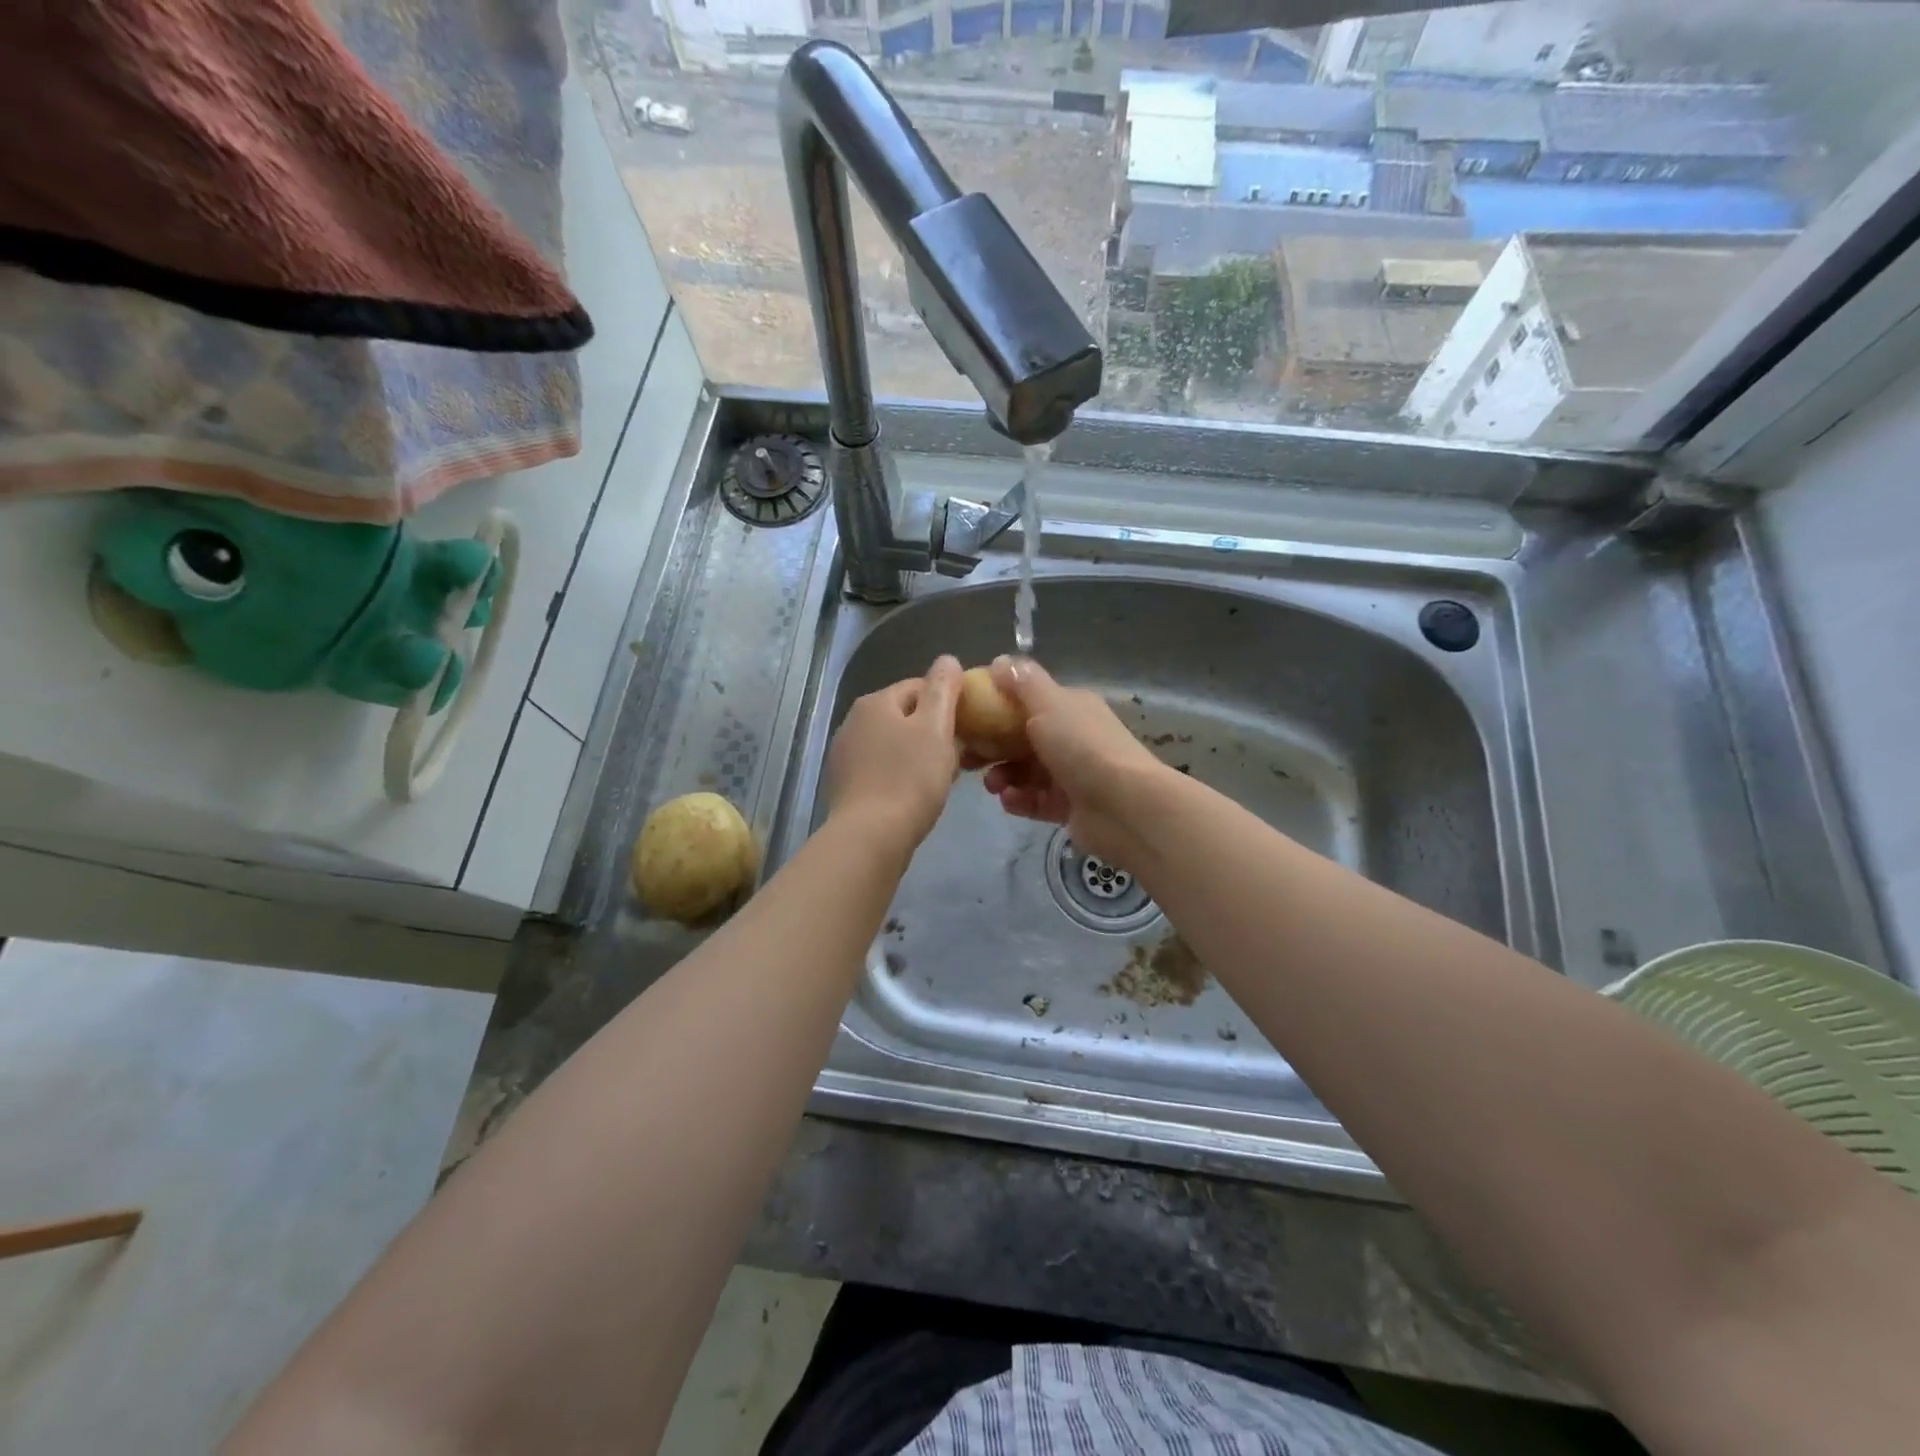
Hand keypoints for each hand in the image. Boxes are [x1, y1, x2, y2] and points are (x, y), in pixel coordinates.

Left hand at [824, 655, 962, 854]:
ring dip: (919, 754)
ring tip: (941, 778)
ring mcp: (845, 754)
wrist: (870, 838)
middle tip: (961, 756)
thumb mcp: (935, 728)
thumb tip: (947, 659)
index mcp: (875, 702)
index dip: (949, 703)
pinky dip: (901, 775)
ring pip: (894, 744)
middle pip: (906, 716)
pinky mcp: (845, 784)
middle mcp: (853, 721)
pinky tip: (916, 795)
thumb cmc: (909, 779)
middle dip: (934, 731)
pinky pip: (882, 768)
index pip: (920, 687)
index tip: (971, 727)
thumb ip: (943, 689)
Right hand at [978, 656, 1168, 867]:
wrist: (1122, 805)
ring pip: (1026, 771)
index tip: (966, 718)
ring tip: (992, 785)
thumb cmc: (1081, 746)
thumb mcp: (1049, 703)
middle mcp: (1072, 737)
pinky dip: (1019, 799)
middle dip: (993, 747)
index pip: (1027, 702)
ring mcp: (1072, 774)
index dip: (995, 707)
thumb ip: (1022, 682)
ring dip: (1003, 775)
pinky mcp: (1069, 807)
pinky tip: (1008, 800)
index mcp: (1070, 707)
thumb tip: (999, 661)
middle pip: (1022, 739)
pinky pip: (1035, 800)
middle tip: (968, 758)